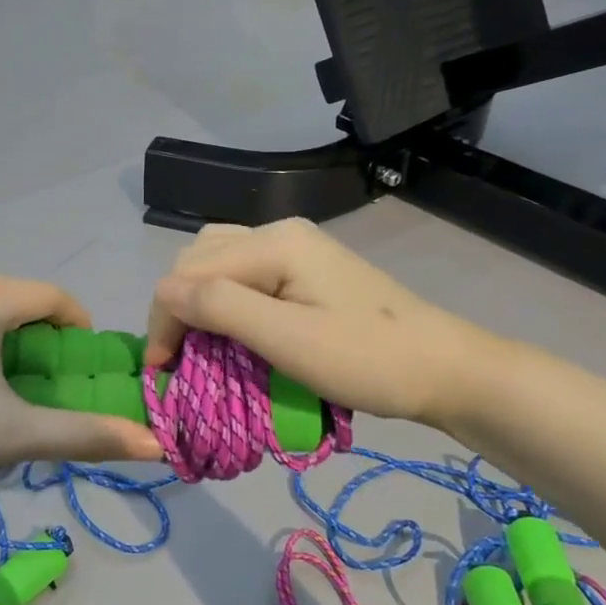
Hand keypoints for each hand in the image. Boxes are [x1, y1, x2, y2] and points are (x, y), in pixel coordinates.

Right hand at [145, 219, 500, 430]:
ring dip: (197, 300)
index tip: (161, 373)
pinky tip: (230, 326)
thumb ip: (221, 307)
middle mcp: (277, 231)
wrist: (444, 368)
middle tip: (178, 360)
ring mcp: (294, 246)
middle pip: (198, 258)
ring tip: (197, 343)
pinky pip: (243, 272)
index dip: (165, 319)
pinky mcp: (304, 267)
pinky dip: (223, 299)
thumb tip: (162, 292)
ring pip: (217, 261)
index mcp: (272, 242)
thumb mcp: (287, 339)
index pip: (189, 271)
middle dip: (177, 307)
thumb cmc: (367, 360)